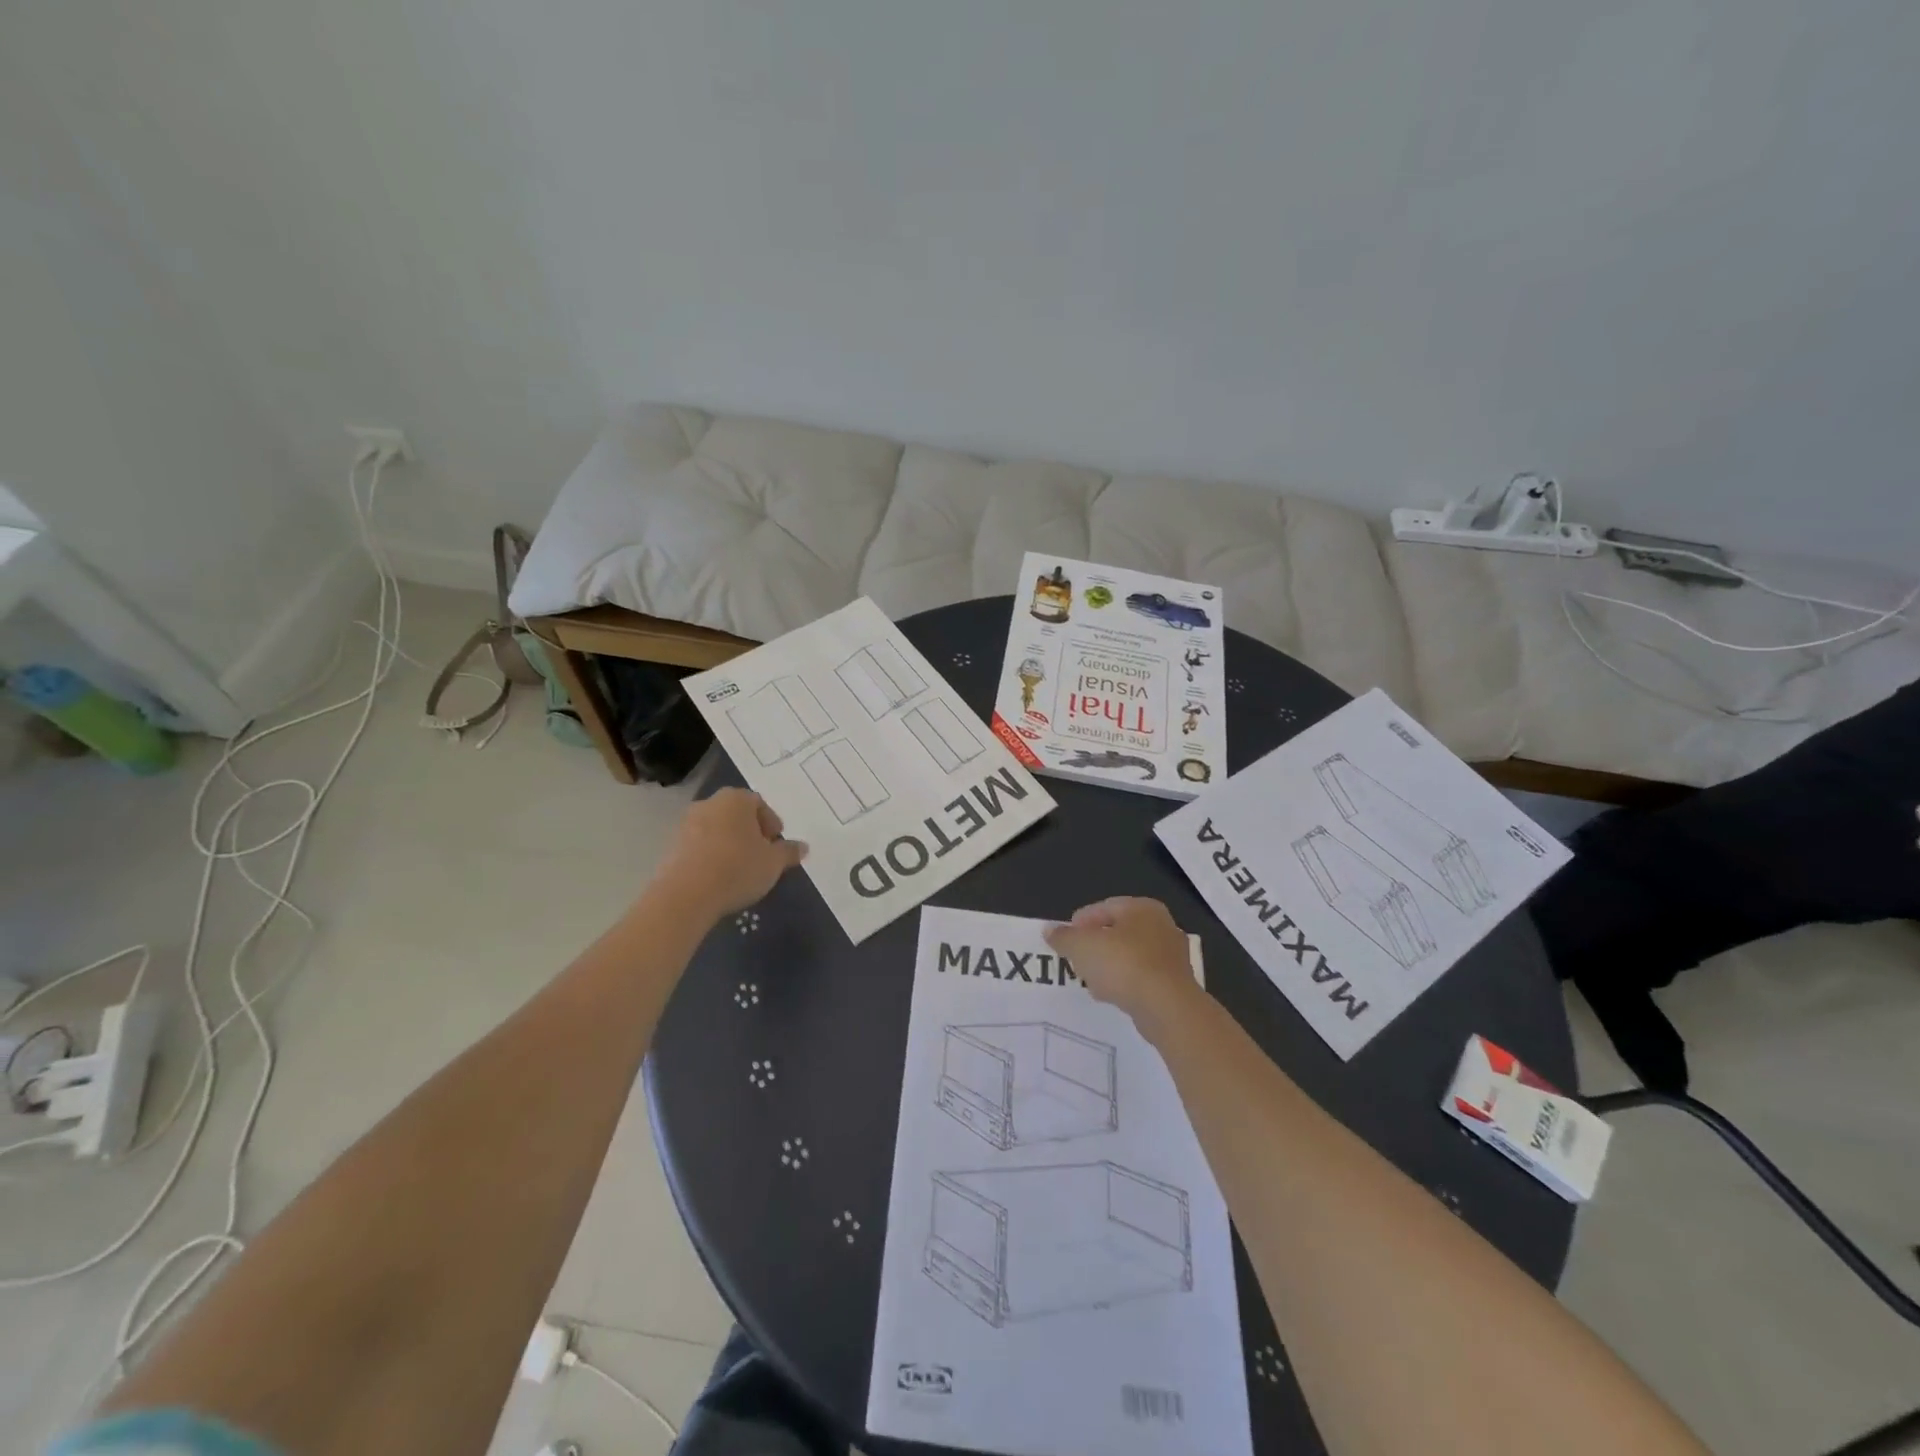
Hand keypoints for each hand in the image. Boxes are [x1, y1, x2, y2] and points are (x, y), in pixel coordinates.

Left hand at [660, 789, 806, 918]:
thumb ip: (789, 851)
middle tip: (761, 857)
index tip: (776, 845)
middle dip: (750, 833)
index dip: (771, 824)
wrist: (686, 895)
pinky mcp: (671, 846)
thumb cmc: (738, 868)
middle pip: (736, 815)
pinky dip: (711, 856)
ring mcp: (686, 824)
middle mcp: (709, 803)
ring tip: (739, 870)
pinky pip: (699, 846)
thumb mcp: (774, 863)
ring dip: (729, 845)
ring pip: (717, 830)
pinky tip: (718, 878)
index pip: (759, 804)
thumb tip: (803, 847)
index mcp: (736, 799)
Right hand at [1044, 897, 1203, 1033]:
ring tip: (1090, 980)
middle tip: (1076, 959)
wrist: (1167, 1008)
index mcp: (1142, 907)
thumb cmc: (1123, 965)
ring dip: (1109, 965)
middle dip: (1096, 945)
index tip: (1065, 940)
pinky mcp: (1176, 984)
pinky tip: (1110, 995)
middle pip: (1118, 931)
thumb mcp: (1082, 947)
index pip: (1104, 907)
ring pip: (1131, 955)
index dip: (1080, 922)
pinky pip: (1142, 977)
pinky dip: (1125, 982)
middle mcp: (1162, 925)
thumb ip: (1064, 936)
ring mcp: (1172, 956)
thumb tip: (1049, 930)